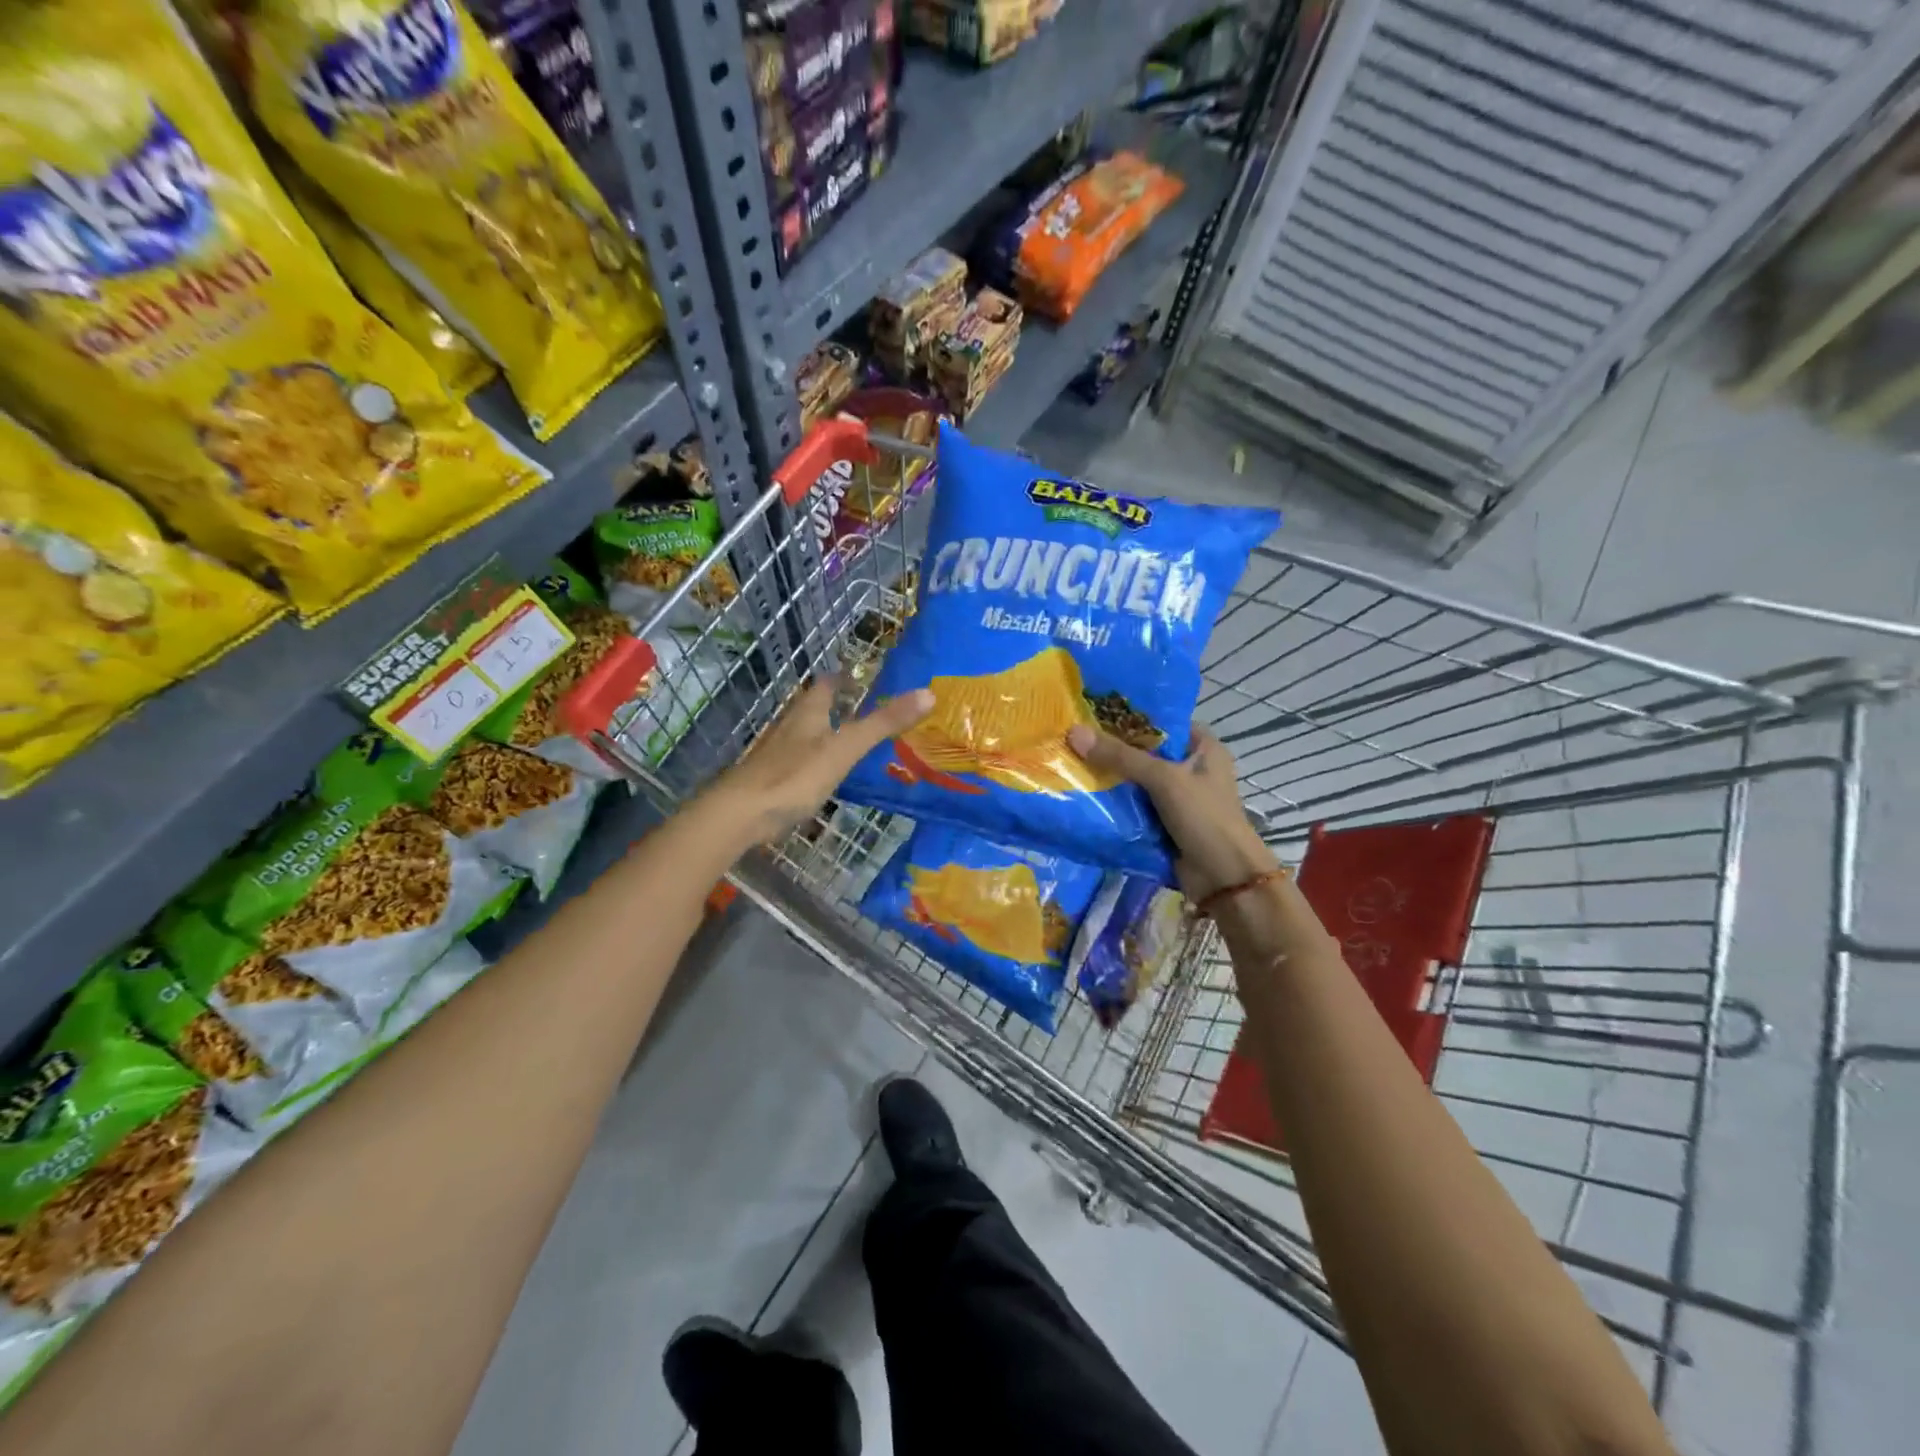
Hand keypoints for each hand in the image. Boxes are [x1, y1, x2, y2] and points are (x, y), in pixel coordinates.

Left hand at [706, 678, 934, 844]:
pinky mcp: (772, 780)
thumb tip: (928, 693)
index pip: (826, 684)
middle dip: (836, 705)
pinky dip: (817, 761)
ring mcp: (778, 754)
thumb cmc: (794, 776)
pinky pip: (800, 761)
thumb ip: (883, 723)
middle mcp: (791, 727)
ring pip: (806, 734)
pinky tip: (828, 775)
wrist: (740, 814)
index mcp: (808, 713)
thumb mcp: (846, 749)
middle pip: (814, 708)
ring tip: (853, 740)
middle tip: (867, 709)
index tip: (863, 677)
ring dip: (826, 733)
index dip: (843, 678)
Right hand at [1066, 721, 1278, 900]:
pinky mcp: (1164, 823)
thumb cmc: (1204, 817)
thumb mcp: (1163, 779)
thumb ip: (1120, 757)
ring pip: (1137, 781)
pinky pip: (1134, 806)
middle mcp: (1191, 768)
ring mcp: (1178, 798)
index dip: (1131, 716)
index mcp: (1203, 748)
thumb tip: (1074, 732)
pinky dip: (1115, 803)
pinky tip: (1084, 794)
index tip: (1094, 711)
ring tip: (1070, 761)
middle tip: (1074, 736)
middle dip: (1114, 748)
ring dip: (1111, 778)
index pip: (1163, 722)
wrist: (1223, 878)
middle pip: (1146, 752)